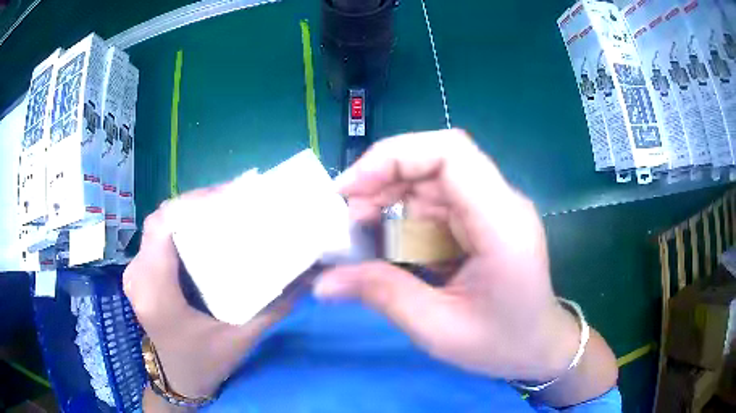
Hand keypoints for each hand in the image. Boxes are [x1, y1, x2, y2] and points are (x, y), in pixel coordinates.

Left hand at [123, 188, 289, 399]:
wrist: (178, 379)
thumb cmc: (205, 363)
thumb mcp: (241, 338)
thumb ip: (273, 307)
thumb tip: (306, 274)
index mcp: (156, 292)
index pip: (163, 227)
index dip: (192, 203)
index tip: (230, 196)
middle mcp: (138, 275)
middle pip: (160, 220)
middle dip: (195, 203)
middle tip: (233, 200)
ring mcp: (135, 273)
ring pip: (158, 225)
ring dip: (188, 212)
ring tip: (222, 210)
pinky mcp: (140, 274)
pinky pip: (157, 238)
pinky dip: (180, 226)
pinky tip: (203, 230)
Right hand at [314, 130, 616, 404]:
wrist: (539, 347)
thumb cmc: (502, 344)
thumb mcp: (438, 329)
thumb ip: (383, 295)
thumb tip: (323, 281)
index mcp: (501, 223)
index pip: (450, 153)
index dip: (394, 157)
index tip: (350, 189)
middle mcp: (499, 203)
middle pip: (434, 163)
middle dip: (380, 183)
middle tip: (343, 219)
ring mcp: (491, 209)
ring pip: (428, 183)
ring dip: (387, 203)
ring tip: (357, 237)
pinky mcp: (480, 221)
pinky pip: (434, 206)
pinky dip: (402, 221)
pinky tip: (384, 246)